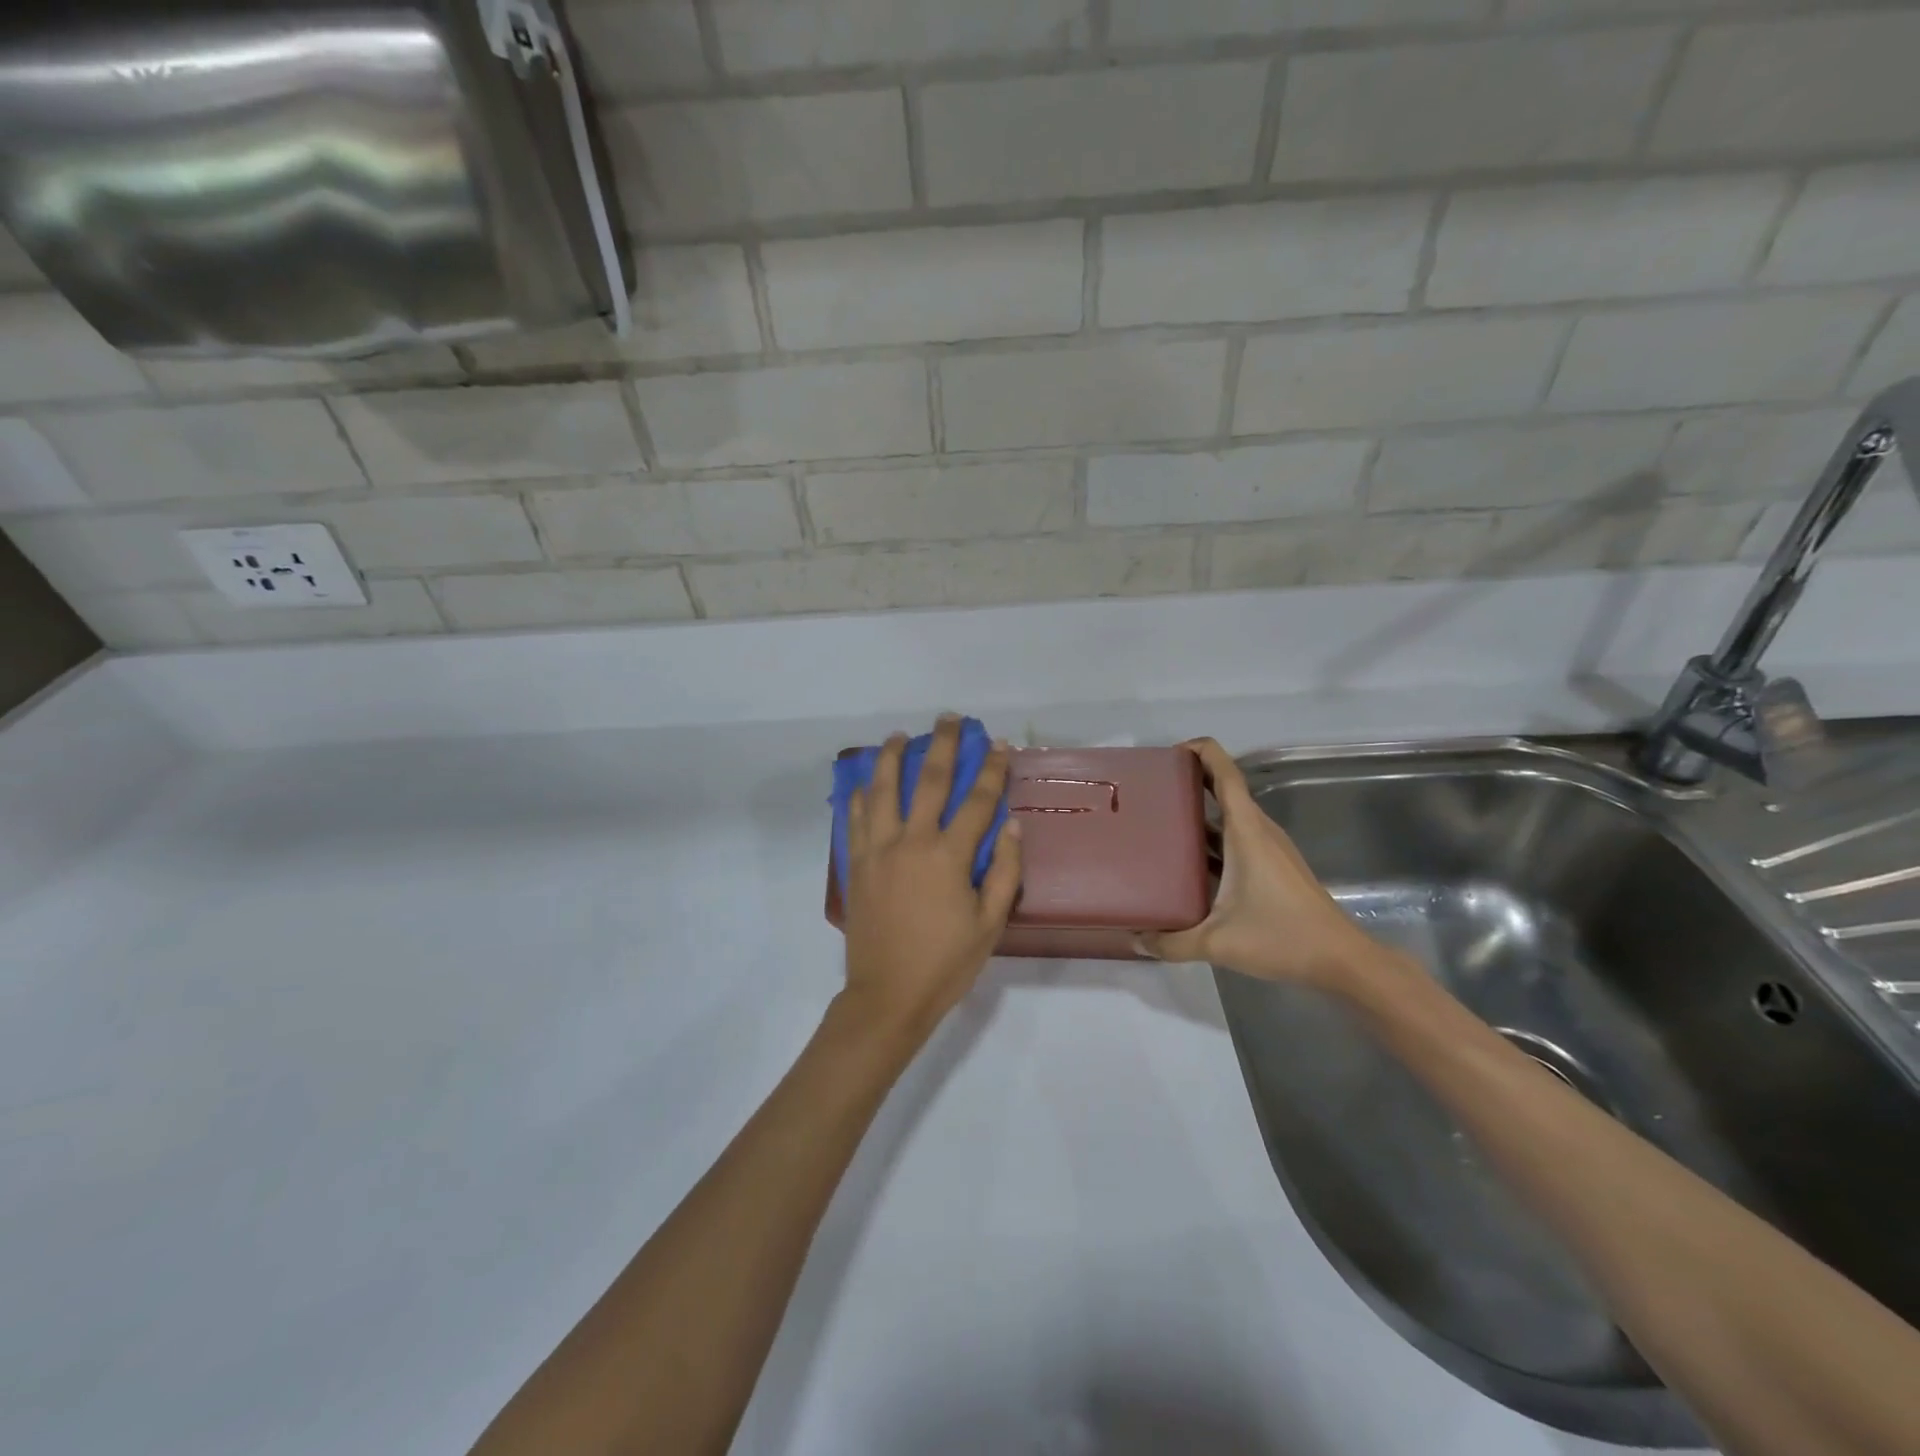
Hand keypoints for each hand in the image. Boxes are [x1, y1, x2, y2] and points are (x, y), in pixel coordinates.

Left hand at [839, 716, 1023, 1043]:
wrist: (887, 996)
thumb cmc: (946, 963)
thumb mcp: (989, 924)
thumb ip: (1003, 872)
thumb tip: (1013, 828)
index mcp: (948, 856)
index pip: (976, 801)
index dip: (990, 770)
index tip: (998, 745)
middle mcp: (910, 842)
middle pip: (927, 781)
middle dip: (941, 745)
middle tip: (947, 718)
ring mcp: (877, 851)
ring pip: (882, 791)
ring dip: (892, 758)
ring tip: (899, 736)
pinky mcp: (856, 865)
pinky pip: (855, 820)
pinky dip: (861, 797)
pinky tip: (865, 783)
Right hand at [1139, 738, 1380, 986]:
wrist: (1340, 960)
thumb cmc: (1282, 937)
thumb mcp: (1217, 943)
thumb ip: (1171, 942)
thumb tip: (1135, 940)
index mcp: (1246, 831)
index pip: (1225, 774)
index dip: (1202, 752)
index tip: (1171, 752)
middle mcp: (1258, 831)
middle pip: (1225, 789)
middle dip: (1191, 780)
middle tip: (1151, 788)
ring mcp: (1268, 848)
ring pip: (1230, 816)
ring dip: (1200, 810)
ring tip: (1161, 819)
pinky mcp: (1272, 866)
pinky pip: (1236, 837)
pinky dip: (1212, 837)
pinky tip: (1188, 860)